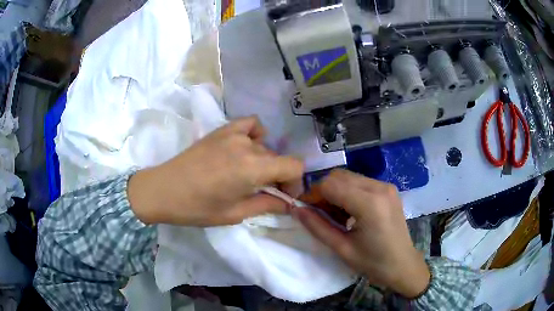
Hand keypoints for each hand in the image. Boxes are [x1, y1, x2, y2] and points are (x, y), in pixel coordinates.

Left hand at [128, 117, 303, 225]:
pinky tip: (247, 146)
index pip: (294, 165)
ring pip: (264, 146)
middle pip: (278, 157)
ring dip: (265, 161)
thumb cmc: (197, 208)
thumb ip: (266, 205)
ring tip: (250, 174)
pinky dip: (255, 134)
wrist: (164, 190)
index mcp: (253, 169)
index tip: (284, 195)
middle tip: (266, 192)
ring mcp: (233, 134)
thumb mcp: (235, 214)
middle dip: (279, 176)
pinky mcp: (221, 130)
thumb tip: (288, 204)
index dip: (295, 182)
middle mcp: (248, 146)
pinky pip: (250, 124)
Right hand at [295, 169, 429, 298]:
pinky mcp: (388, 189)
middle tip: (318, 214)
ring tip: (334, 216)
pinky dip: (347, 192)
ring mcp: (385, 186)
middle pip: (338, 176)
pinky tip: (348, 212)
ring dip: (335, 192)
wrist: (403, 265)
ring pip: (348, 177)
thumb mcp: (342, 248)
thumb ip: (317, 227)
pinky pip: (360, 182)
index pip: (330, 185)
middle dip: (323, 192)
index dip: (312, 195)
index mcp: (369, 204)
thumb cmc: (373, 263)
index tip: (303, 209)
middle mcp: (379, 187)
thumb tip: (296, 209)